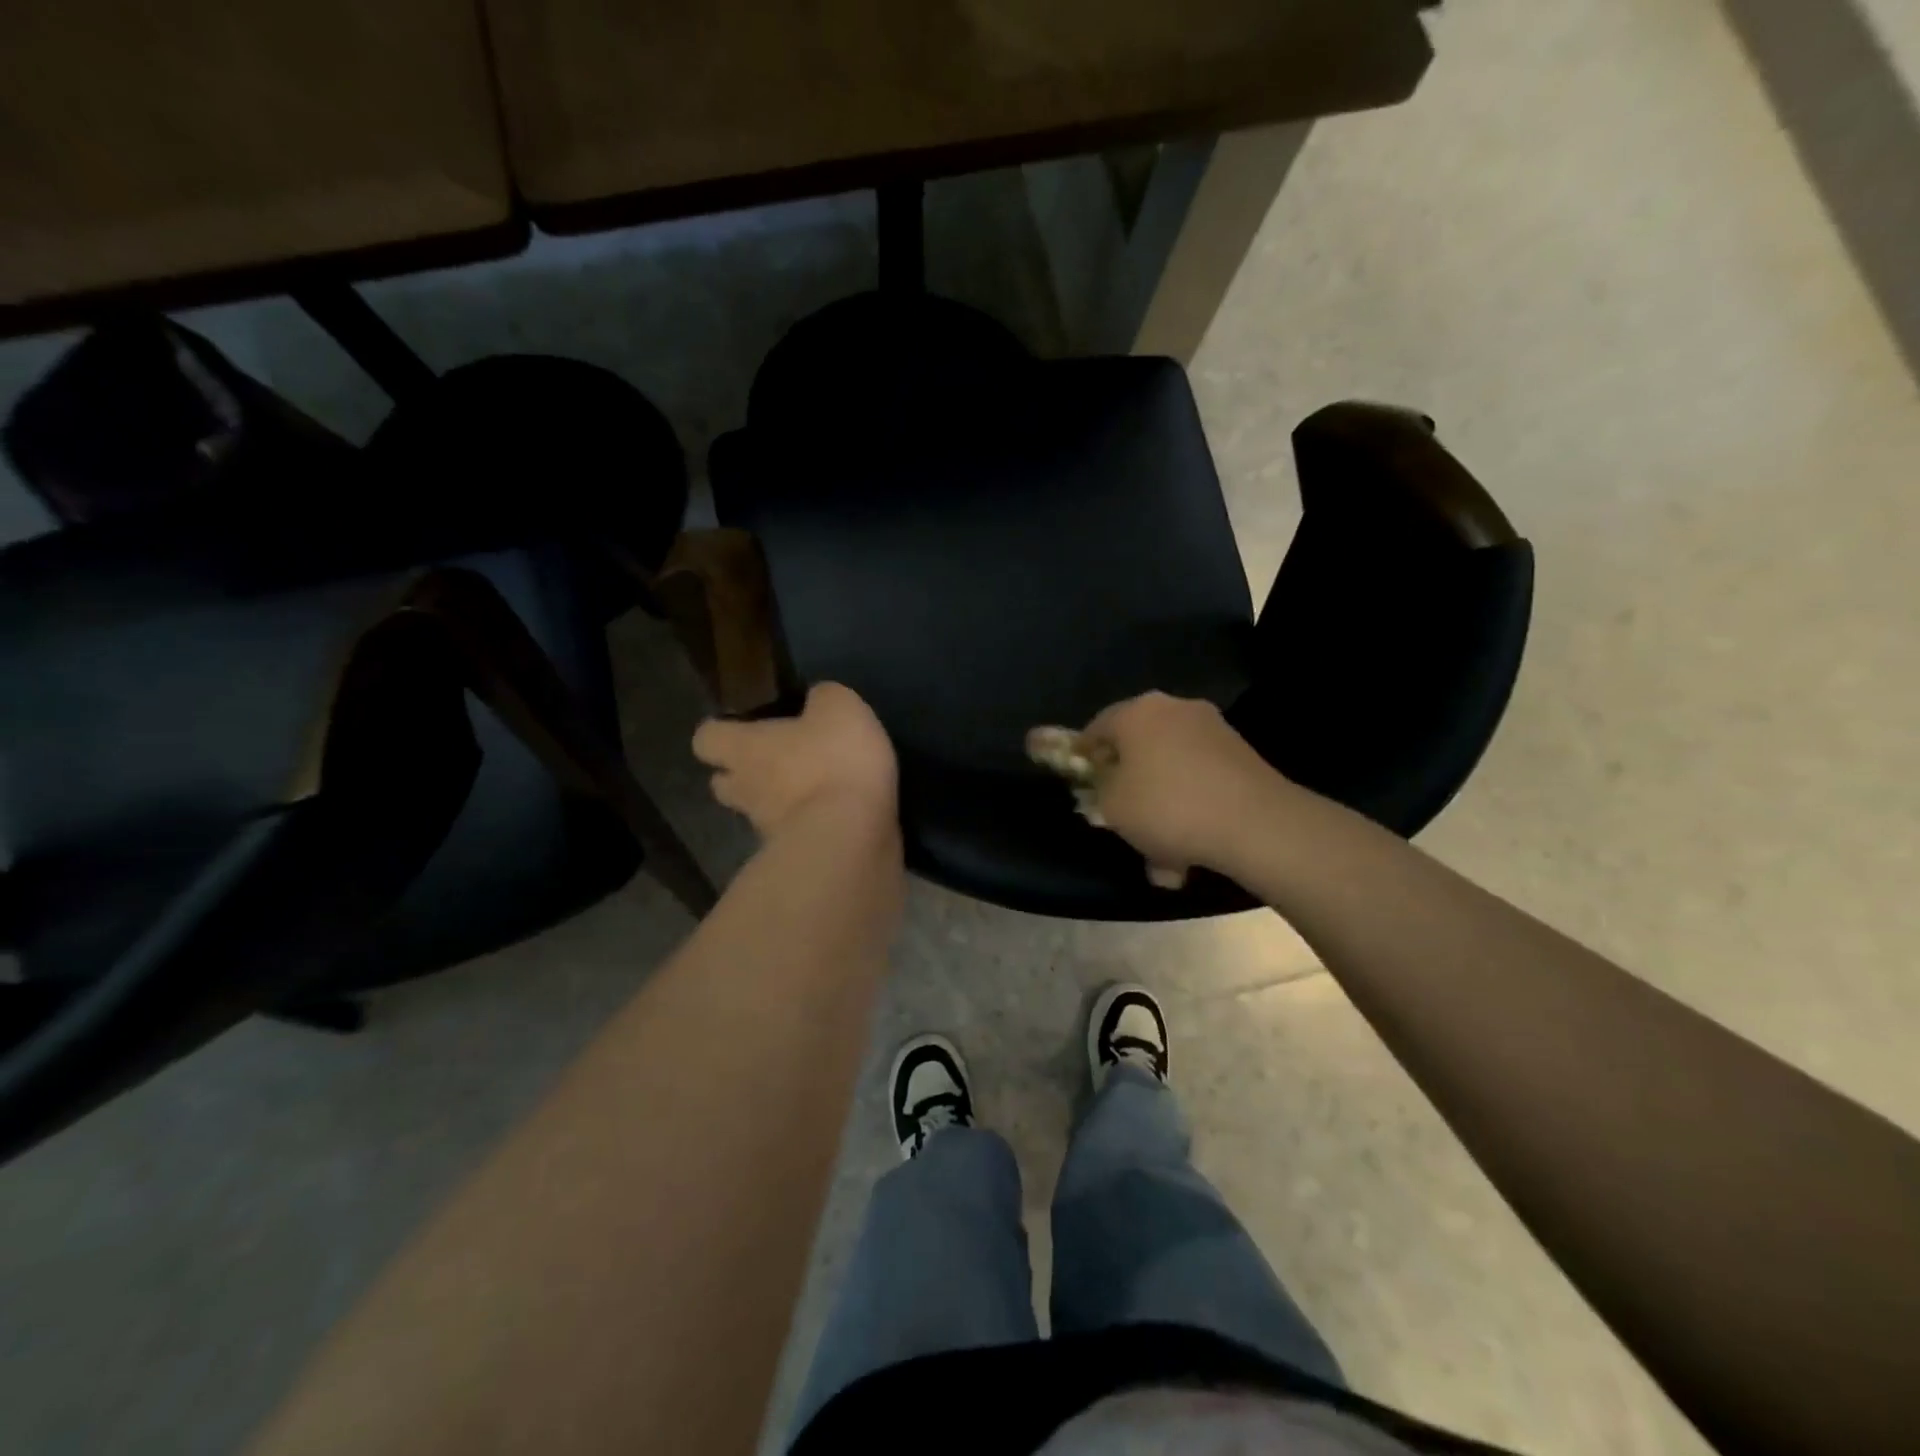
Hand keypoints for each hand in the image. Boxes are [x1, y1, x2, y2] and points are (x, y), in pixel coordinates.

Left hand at [692, 683, 897, 841]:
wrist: (851, 839)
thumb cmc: (834, 761)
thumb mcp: (839, 708)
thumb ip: (823, 698)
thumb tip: (817, 700)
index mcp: (746, 748)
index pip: (706, 739)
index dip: (721, 731)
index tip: (743, 726)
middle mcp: (746, 790)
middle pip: (724, 782)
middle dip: (743, 773)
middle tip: (776, 760)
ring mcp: (768, 830)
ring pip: (759, 813)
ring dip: (778, 803)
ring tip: (815, 790)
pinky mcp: (798, 858)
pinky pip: (795, 836)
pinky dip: (811, 826)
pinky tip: (840, 816)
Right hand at [1068, 692, 1295, 882]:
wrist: (1256, 823)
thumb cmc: (1167, 807)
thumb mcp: (1112, 806)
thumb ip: (1099, 790)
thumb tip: (1108, 782)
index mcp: (1137, 712)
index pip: (1096, 727)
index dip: (1083, 757)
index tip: (1082, 785)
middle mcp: (1174, 710)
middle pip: (1137, 748)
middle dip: (1129, 786)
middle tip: (1121, 819)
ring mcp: (1212, 729)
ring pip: (1171, 770)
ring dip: (1161, 807)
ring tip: (1161, 856)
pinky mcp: (1241, 754)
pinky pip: (1200, 781)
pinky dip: (1190, 808)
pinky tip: (1191, 850)